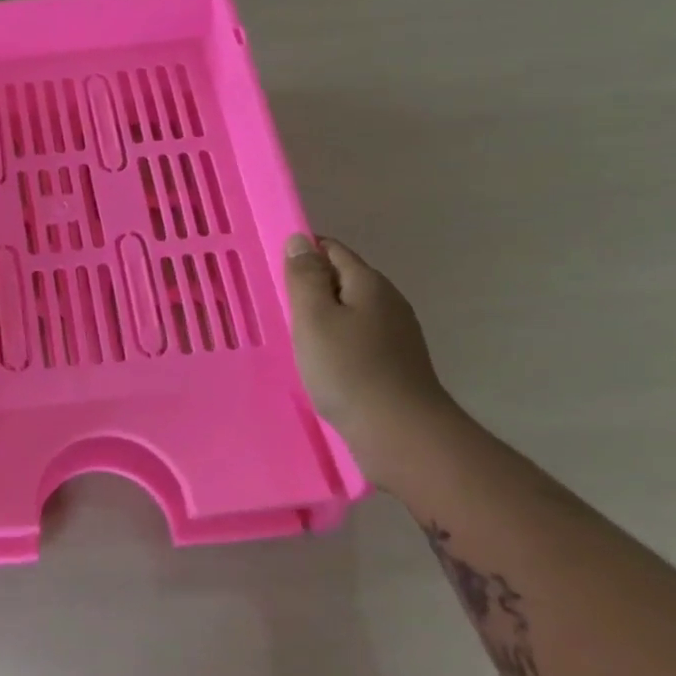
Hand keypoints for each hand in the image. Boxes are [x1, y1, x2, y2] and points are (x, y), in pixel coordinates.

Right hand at [284, 234, 449, 440]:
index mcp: (369, 283)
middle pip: (343, 280)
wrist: (401, 434)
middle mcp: (388, 302)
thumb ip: (305, 277)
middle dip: (311, 287)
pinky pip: (358, 338)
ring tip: (294, 336)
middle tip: (277, 306)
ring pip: (351, 311)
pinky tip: (320, 362)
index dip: (302, 254)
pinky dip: (336, 342)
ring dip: (323, 317)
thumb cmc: (348, 370)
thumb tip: (300, 240)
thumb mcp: (314, 318)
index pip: (332, 250)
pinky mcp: (396, 364)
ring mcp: (396, 335)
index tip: (273, 273)